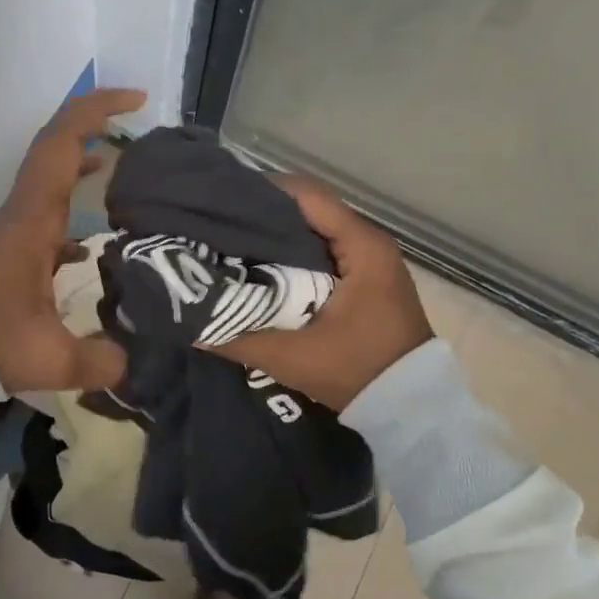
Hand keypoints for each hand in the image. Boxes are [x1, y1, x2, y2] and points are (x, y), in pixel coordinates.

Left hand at [0, 88, 143, 393]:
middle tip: (138, 120)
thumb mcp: (49, 359)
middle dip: (95, 123)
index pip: (61, 145)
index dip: (95, 112)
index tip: (135, 100)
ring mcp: (16, 229)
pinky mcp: (13, 251)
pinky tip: (97, 239)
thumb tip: (135, 360)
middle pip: (56, 147)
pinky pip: (50, 210)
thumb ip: (102, 360)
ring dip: (84, 160)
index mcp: (33, 220)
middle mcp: (24, 213)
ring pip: (52, 177)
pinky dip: (75, 203)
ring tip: (126, 166)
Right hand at [209, 175, 432, 410]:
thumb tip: (188, 321)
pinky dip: (292, 252)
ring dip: (276, 233)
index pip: (306, 195)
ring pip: (314, 228)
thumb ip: (238, 336)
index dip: (262, 193)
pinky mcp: (365, 276)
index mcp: (361, 245)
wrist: (410, 406)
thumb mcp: (292, 357)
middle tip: (217, 223)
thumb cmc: (357, 371)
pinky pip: (322, 249)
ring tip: (230, 241)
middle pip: (307, 208)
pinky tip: (261, 266)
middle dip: (262, 213)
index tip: (221, 201)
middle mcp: (368, 241)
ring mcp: (369, 258)